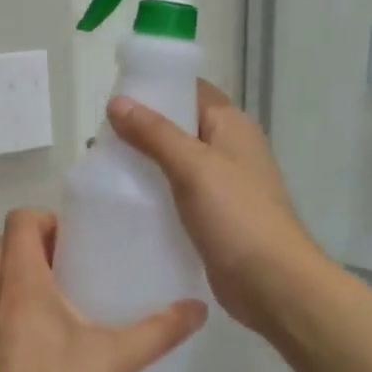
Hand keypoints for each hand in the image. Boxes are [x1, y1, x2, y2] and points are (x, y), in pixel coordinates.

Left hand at [0, 209, 205, 371]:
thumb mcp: (117, 361)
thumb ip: (159, 331)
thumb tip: (198, 309)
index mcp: (21, 285)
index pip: (19, 221)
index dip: (47, 219)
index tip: (78, 241)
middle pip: (2, 247)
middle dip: (37, 246)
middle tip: (77, 267)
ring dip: (24, 279)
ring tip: (66, 304)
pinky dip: (14, 311)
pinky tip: (46, 347)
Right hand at [107, 81, 326, 334]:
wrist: (271, 282)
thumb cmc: (237, 215)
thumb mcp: (193, 166)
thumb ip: (155, 133)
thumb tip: (118, 102)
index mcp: (231, 126)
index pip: (191, 91)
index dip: (156, 89)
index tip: (115, 98)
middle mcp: (229, 150)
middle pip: (180, 128)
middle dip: (142, 130)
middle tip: (100, 140)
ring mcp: (222, 186)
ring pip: (176, 164)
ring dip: (145, 165)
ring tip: (104, 170)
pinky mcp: (213, 218)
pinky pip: (178, 196)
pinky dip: (155, 195)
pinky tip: (126, 203)